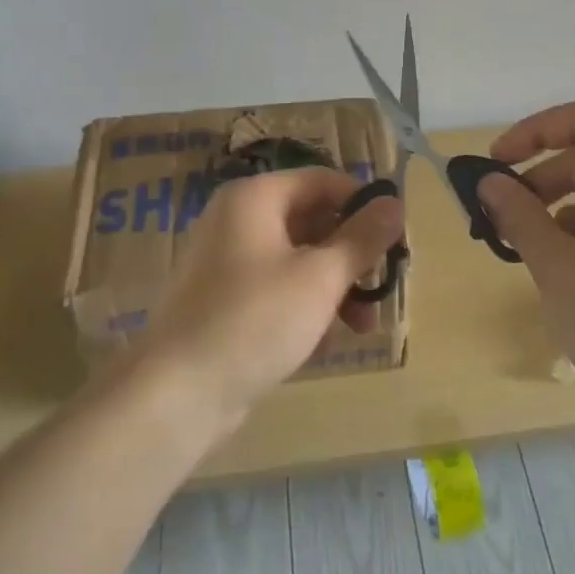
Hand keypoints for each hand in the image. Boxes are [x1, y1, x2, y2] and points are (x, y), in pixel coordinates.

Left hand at [130, 167, 403, 436]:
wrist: (178, 393)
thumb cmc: (256, 320)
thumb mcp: (320, 277)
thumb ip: (362, 238)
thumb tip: (395, 203)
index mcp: (254, 198)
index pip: (323, 181)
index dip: (364, 205)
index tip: (396, 239)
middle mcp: (237, 219)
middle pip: (312, 221)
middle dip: (351, 256)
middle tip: (382, 288)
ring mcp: (226, 261)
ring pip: (297, 259)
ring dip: (334, 288)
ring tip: (360, 327)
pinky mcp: (223, 300)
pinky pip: (276, 289)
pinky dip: (304, 307)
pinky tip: (322, 343)